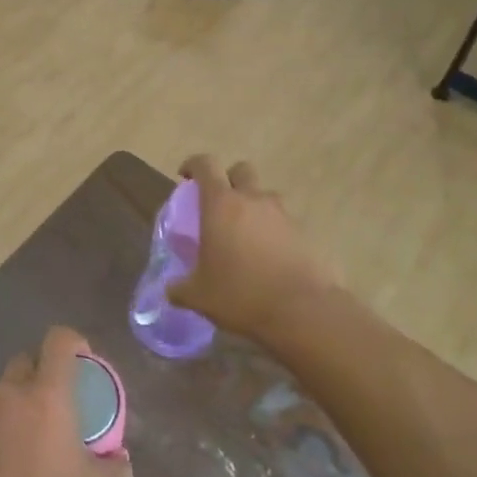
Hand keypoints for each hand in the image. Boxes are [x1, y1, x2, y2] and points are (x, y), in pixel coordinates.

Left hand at [0, 327, 131, 476]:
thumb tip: (117, 456)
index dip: (72, 343)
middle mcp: (7, 394)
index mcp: (48, 396)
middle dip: (39, 378)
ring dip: (10, 411)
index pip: (59, 340)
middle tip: (51, 412)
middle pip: (24, 364)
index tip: (81, 361)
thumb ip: (115, 465)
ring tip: (18, 450)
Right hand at [168, 155, 335, 339]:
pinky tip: (267, 258)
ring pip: (265, 196)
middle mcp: (253, 200)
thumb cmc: (240, 294)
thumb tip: (171, 289)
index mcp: (221, 204)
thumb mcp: (198, 296)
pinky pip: (283, 223)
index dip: (193, 165)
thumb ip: (180, 287)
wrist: (303, 312)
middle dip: (228, 180)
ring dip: (253, 206)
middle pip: (241, 171)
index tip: (185, 178)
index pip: (205, 165)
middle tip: (218, 204)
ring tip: (244, 235)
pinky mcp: (305, 234)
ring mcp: (283, 215)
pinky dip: (273, 232)